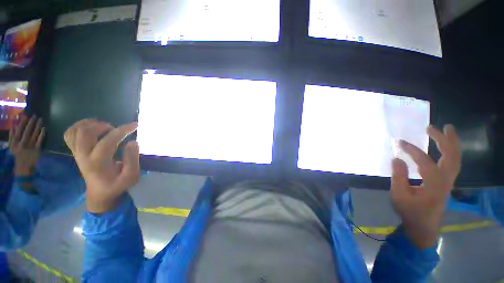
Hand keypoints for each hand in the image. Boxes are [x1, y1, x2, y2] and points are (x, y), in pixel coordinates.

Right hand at [9, 115, 44, 175]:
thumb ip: (12, 135)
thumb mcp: (11, 145)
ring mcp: (30, 146)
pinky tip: (44, 128)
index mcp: (15, 141)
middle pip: (27, 131)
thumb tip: (13, 124)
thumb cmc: (17, 154)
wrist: (23, 166)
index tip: (26, 116)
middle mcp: (22, 143)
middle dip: (31, 122)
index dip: (23, 122)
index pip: (19, 130)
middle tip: (35, 115)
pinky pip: (40, 140)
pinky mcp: (37, 149)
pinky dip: (42, 134)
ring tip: (41, 119)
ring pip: (34, 134)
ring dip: (38, 126)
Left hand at [64, 119, 139, 213]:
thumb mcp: (131, 177)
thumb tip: (133, 142)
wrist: (100, 194)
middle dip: (102, 126)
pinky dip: (78, 127)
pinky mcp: (76, 152)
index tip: (135, 125)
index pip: (108, 141)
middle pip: (85, 133)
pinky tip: (90, 127)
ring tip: (103, 126)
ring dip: (89, 124)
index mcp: (98, 163)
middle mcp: (83, 156)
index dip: (122, 131)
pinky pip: (70, 135)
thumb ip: (132, 160)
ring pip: (75, 132)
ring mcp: (77, 154)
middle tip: (115, 129)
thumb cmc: (117, 185)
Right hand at [390, 125, 460, 248]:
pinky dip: (451, 151)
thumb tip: (397, 158)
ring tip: (445, 129)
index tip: (399, 142)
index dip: (412, 150)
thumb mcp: (399, 196)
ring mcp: (449, 181)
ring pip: (456, 158)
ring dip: (452, 143)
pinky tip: (445, 146)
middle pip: (451, 156)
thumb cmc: (410, 212)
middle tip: (432, 127)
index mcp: (434, 184)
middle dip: (443, 139)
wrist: (423, 227)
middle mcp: (446, 180)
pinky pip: (453, 163)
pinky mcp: (447, 182)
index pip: (425, 162)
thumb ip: (398, 176)